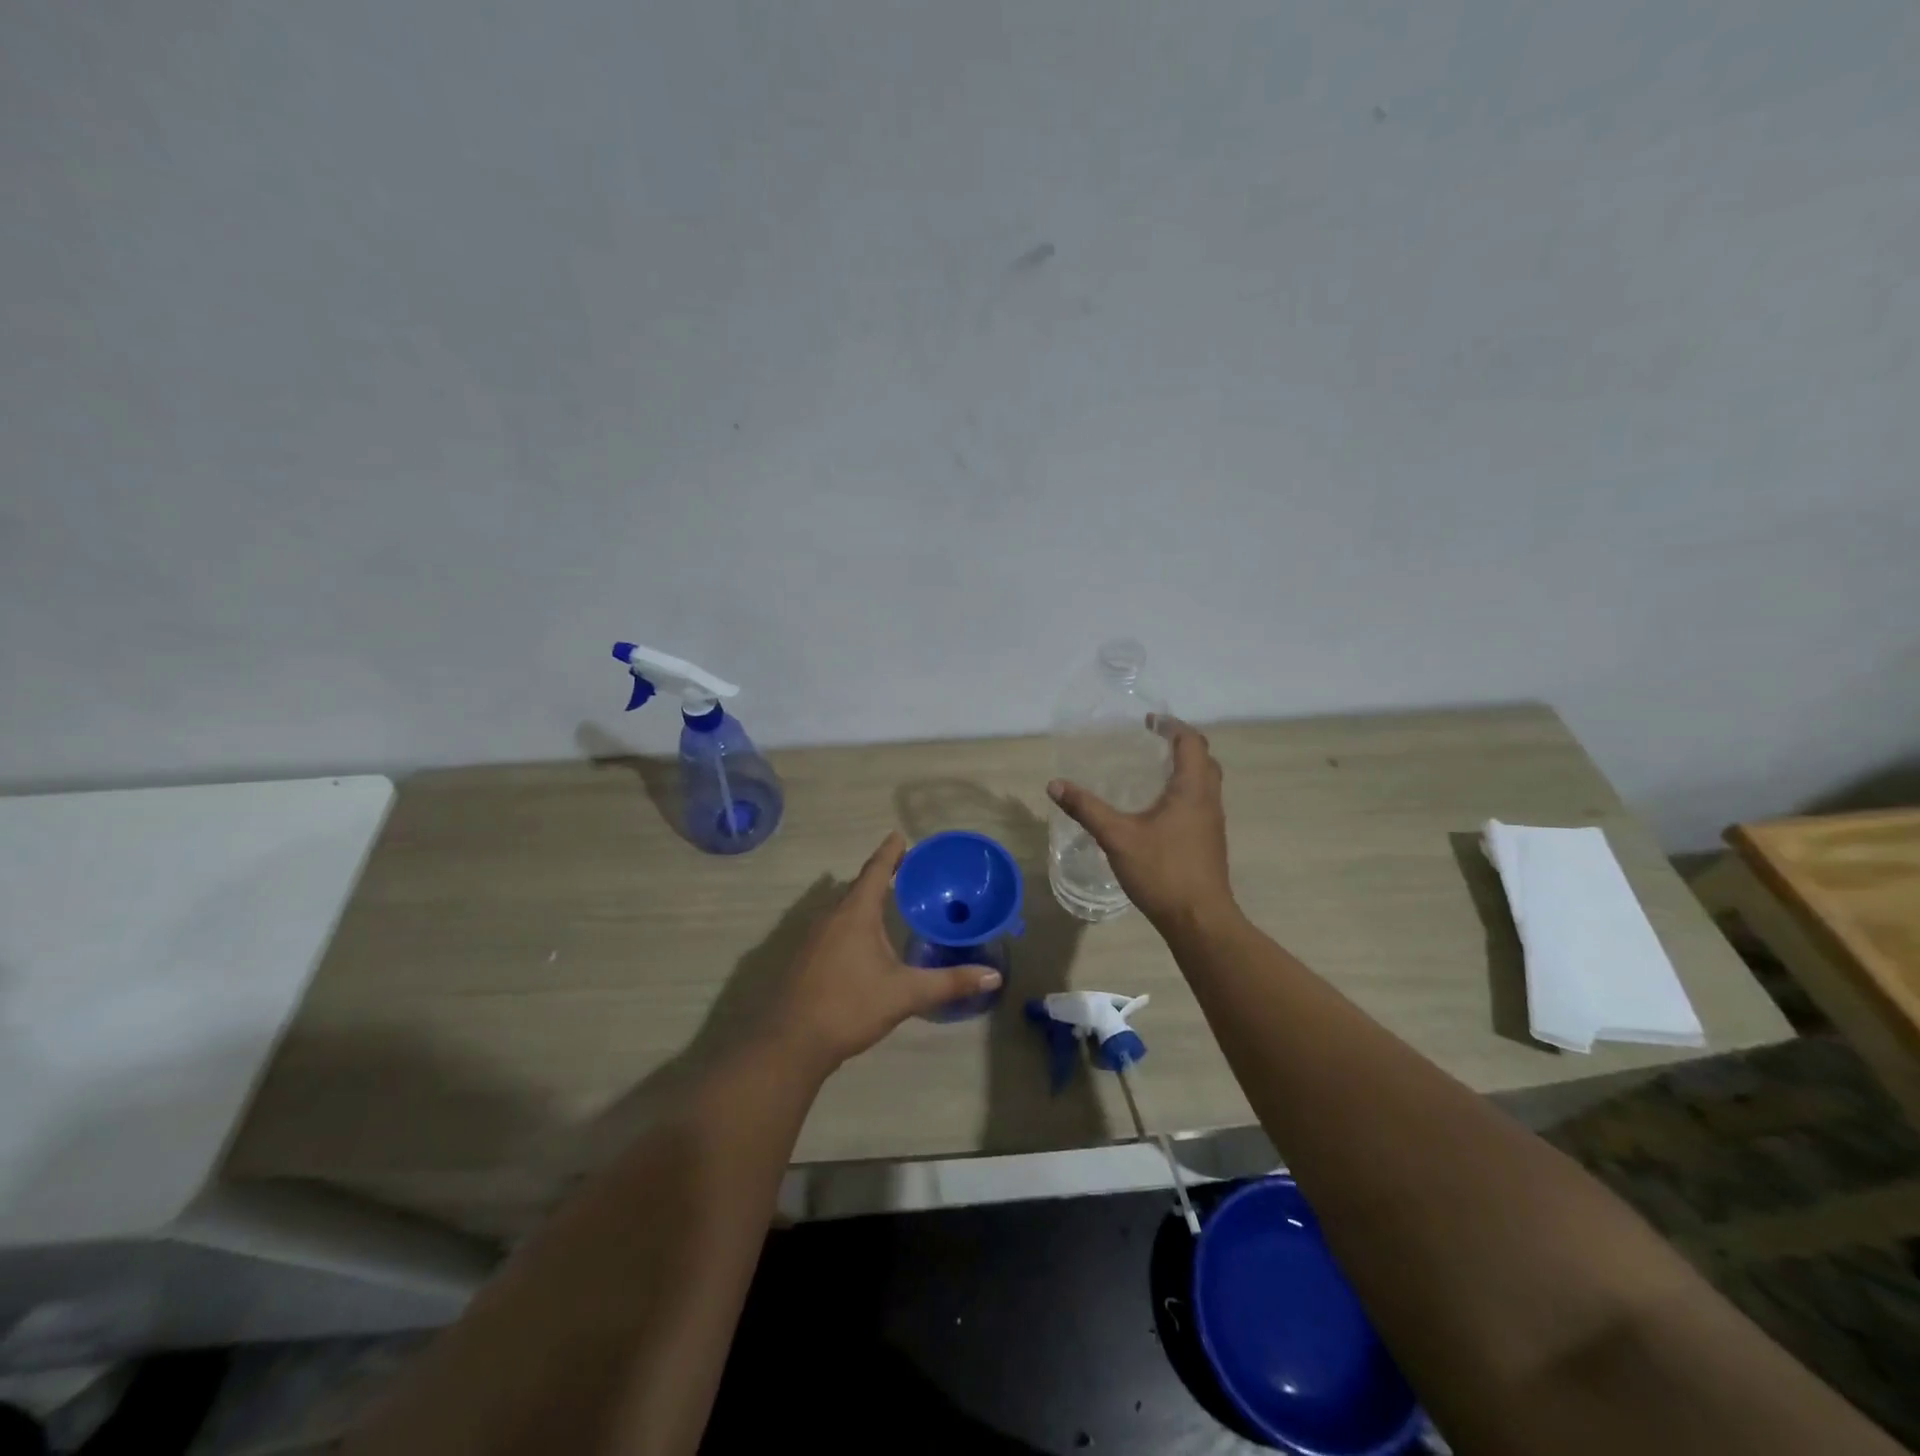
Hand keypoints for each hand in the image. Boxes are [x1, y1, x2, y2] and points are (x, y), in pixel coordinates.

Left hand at [769, 832, 1001, 1074]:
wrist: (791, 1042)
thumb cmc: (850, 1006)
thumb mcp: (906, 993)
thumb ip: (949, 983)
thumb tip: (994, 976)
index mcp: (856, 914)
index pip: (876, 871)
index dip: (890, 853)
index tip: (899, 835)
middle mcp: (832, 917)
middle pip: (859, 887)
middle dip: (881, 877)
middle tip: (905, 871)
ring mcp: (814, 938)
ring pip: (844, 910)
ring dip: (865, 902)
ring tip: (889, 904)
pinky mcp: (805, 959)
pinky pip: (834, 929)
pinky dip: (852, 924)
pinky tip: (863, 944)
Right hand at [1048, 716, 1234, 931]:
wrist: (1200, 920)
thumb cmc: (1162, 871)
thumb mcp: (1117, 837)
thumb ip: (1087, 809)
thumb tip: (1055, 784)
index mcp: (1192, 789)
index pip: (1191, 742)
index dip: (1171, 726)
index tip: (1149, 722)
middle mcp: (1208, 800)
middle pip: (1204, 759)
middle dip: (1181, 744)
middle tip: (1152, 741)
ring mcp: (1212, 823)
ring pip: (1205, 783)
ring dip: (1185, 769)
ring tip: (1153, 770)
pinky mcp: (1209, 842)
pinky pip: (1200, 803)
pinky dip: (1184, 792)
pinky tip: (1158, 810)